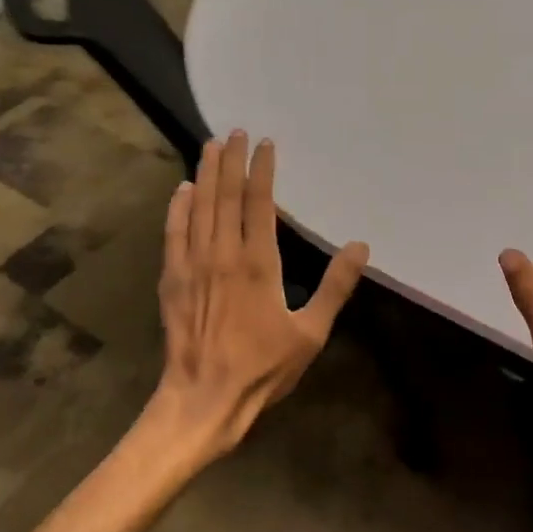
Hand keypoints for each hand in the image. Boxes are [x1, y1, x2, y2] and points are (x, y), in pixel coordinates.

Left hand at [153, 131, 369, 458]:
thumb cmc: (262, 368)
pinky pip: (173, 233)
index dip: (262, 170)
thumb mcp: (311, 332)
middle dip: (230, 161)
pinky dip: (177, 208)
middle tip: (234, 132)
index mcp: (258, 263)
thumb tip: (360, 247)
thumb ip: (335, 287)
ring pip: (198, 207)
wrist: (203, 400)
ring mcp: (192, 265)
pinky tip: (181, 190)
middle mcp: (222, 253)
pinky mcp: (172, 279)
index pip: (260, 203)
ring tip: (209, 147)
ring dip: (204, 174)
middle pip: (225, 196)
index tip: (265, 143)